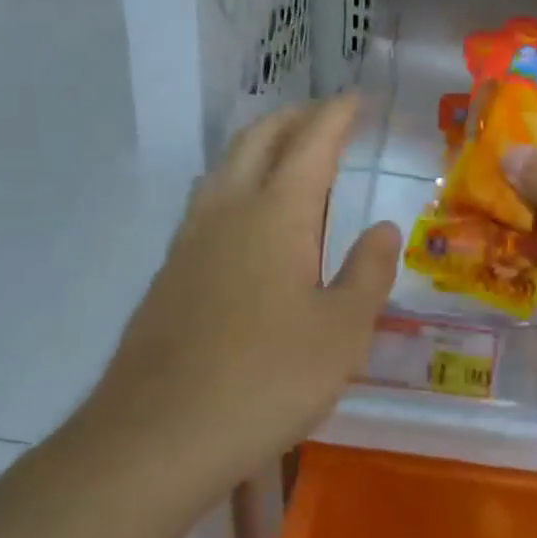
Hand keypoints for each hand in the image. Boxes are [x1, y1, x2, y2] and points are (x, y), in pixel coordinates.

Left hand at [84, 95, 398, 471]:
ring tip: (289, 154)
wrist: (154, 439)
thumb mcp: (343, 331)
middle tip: (327, 117)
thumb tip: (382, 229)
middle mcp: (229, 209)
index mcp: (277, 212)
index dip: (337, 114)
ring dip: (261, 145)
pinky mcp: (169, 272)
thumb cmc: (266, 379)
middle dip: (295, 117)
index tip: (356, 98)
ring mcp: (191, 239)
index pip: (312, 141)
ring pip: (225, 164)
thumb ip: (368, 271)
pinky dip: (237, 181)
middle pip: (259, 138)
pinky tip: (248, 217)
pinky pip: (208, 200)